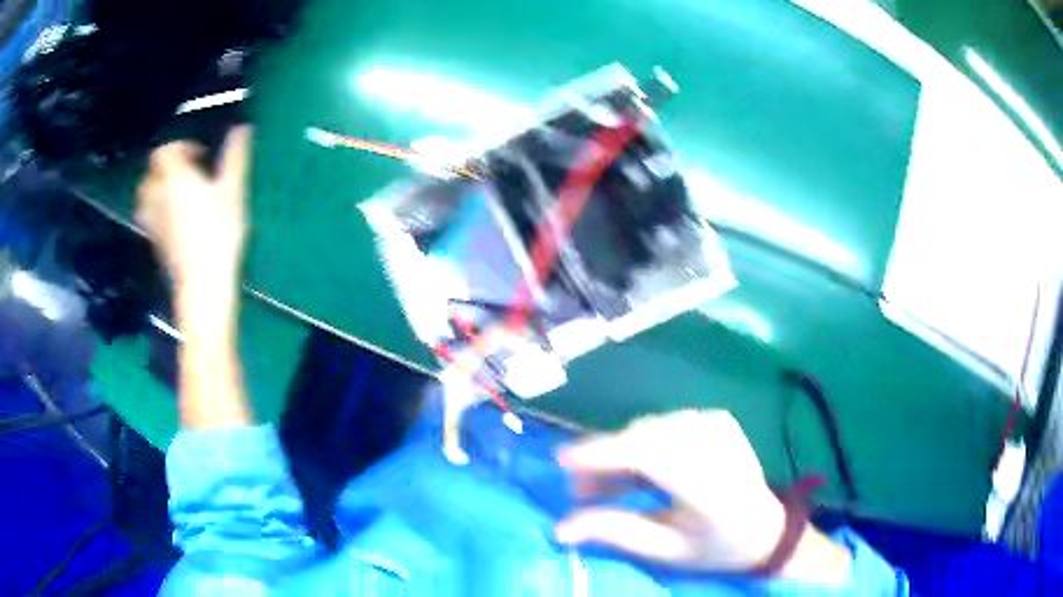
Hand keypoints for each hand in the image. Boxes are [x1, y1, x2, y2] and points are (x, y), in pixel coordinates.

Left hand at [135, 127, 250, 316]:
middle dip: (164, 167)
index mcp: (175, 178)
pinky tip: (172, 217)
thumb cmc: (218, 233)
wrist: (202, 284)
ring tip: (173, 192)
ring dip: (155, 188)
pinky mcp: (154, 241)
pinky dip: (155, 210)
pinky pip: (147, 217)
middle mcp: (158, 195)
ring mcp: (153, 221)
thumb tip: (241, 128)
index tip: (200, 154)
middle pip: (150, 174)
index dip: (180, 147)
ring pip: (143, 196)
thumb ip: (235, 158)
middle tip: (184, 171)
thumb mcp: (233, 192)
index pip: (164, 152)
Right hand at [556, 410, 785, 571]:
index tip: (561, 461)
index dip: (604, 454)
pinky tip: (638, 470)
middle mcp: (718, 446)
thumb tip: (560, 528)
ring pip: (650, 428)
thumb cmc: (714, 547)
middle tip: (579, 491)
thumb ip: (615, 532)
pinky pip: (664, 425)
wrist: (764, 527)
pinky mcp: (717, 418)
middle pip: (645, 437)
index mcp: (712, 487)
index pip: (651, 455)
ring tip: (605, 487)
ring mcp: (720, 426)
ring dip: (620, 453)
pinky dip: (642, 444)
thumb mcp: (665, 551)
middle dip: (604, 459)